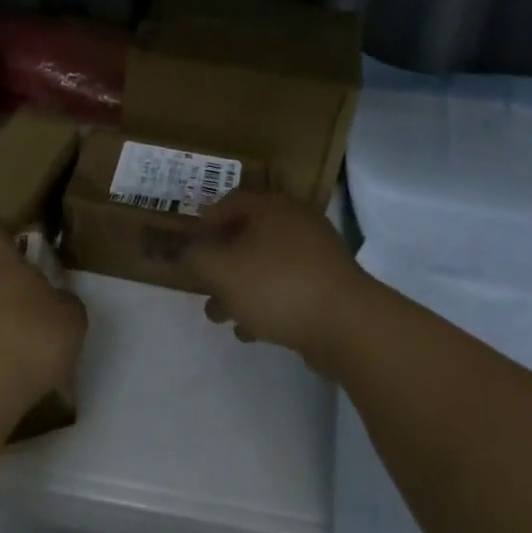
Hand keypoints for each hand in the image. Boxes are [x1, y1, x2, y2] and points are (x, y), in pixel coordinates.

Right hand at [184, 190, 373, 374]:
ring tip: (221, 317)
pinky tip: (252, 331)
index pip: (231, 201)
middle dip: (221, 263)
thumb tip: (184, 254)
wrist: (347, 324)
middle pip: (248, 236)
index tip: (190, 244)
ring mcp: (317, 256)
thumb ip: (195, 259)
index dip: (205, 221)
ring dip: (240, 289)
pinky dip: (266, 304)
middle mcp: (296, 224)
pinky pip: (287, 288)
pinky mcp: (328, 287)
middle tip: (203, 285)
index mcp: (272, 208)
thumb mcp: (221, 269)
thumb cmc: (276, 285)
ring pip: (266, 266)